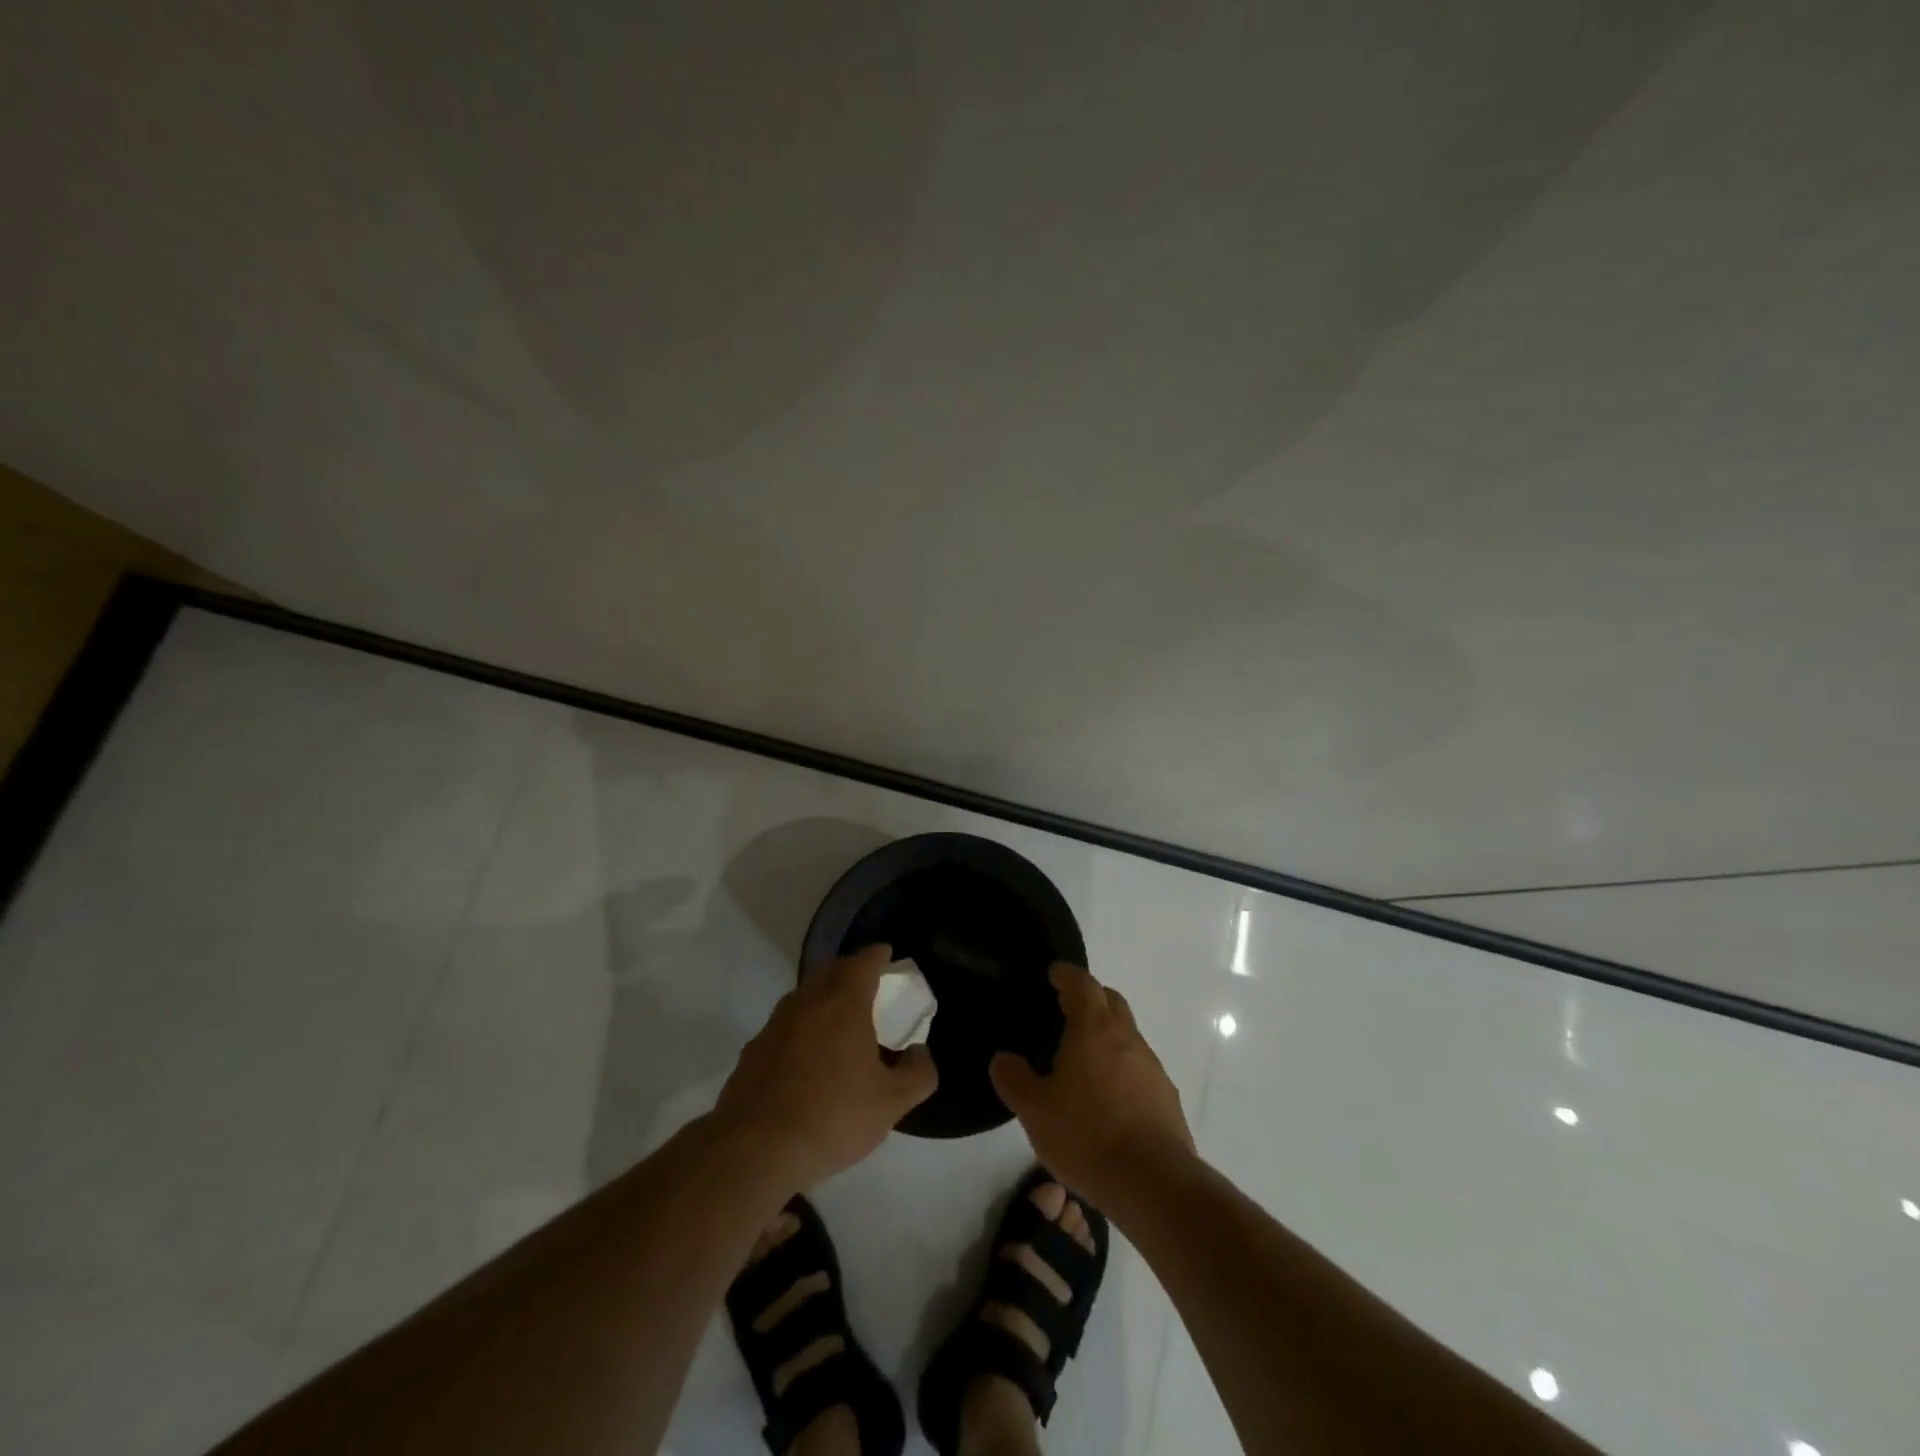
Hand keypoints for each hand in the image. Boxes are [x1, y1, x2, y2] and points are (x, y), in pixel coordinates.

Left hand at [712, 944, 937, 1191]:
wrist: (754, 1149)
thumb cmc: (832, 1116)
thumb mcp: (891, 1103)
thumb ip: (917, 1074)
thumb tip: (919, 1053)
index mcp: (843, 1003)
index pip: (862, 963)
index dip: (877, 956)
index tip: (886, 955)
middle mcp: (807, 1003)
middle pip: (830, 971)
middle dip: (850, 970)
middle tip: (868, 984)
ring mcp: (775, 1025)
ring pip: (804, 996)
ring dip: (823, 997)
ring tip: (839, 1018)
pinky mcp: (753, 1051)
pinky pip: (785, 1025)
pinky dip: (802, 1027)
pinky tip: (807, 1056)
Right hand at [991, 962, 1194, 1208]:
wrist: (1154, 1183)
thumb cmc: (1087, 1136)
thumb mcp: (1035, 1111)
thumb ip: (1014, 1079)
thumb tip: (1002, 1058)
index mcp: (1093, 1029)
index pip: (1082, 984)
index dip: (1067, 974)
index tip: (1054, 973)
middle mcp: (1126, 1037)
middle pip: (1111, 1001)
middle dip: (1090, 996)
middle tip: (1067, 1008)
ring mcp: (1151, 1066)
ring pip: (1128, 1033)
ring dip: (1108, 1033)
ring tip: (1084, 1057)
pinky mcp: (1166, 1096)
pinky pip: (1140, 1066)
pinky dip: (1122, 1066)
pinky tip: (1108, 1096)